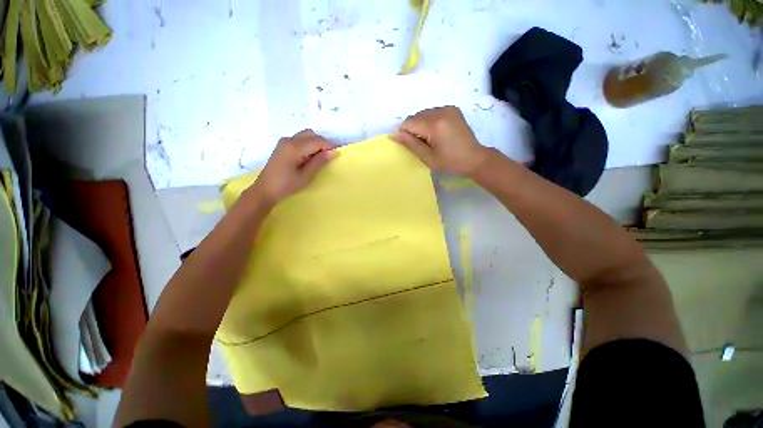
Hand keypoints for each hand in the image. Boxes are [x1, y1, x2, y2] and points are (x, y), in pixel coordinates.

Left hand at [249, 130, 335, 205]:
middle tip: (327, 158)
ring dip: (315, 144)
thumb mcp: (306, 176)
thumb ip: (319, 162)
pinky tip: (309, 157)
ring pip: (305, 136)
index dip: (329, 147)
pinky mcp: (282, 146)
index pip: (317, 141)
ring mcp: (284, 142)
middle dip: (322, 143)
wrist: (265, 190)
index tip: (336, 156)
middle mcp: (289, 140)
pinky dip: (308, 145)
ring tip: (319, 159)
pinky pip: (299, 139)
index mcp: (294, 147)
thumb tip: (333, 152)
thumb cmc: (286, 185)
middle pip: (311, 134)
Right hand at [392, 106, 487, 174]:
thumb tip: (394, 134)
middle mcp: (441, 111)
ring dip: (420, 125)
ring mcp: (448, 108)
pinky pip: (432, 112)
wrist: (474, 158)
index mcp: (435, 124)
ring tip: (429, 139)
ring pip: (423, 114)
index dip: (403, 132)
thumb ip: (411, 144)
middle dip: (412, 129)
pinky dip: (428, 122)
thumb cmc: (450, 162)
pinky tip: (435, 133)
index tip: (407, 144)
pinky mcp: (452, 109)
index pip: (409, 122)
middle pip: (415, 116)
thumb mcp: (428, 157)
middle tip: (420, 144)